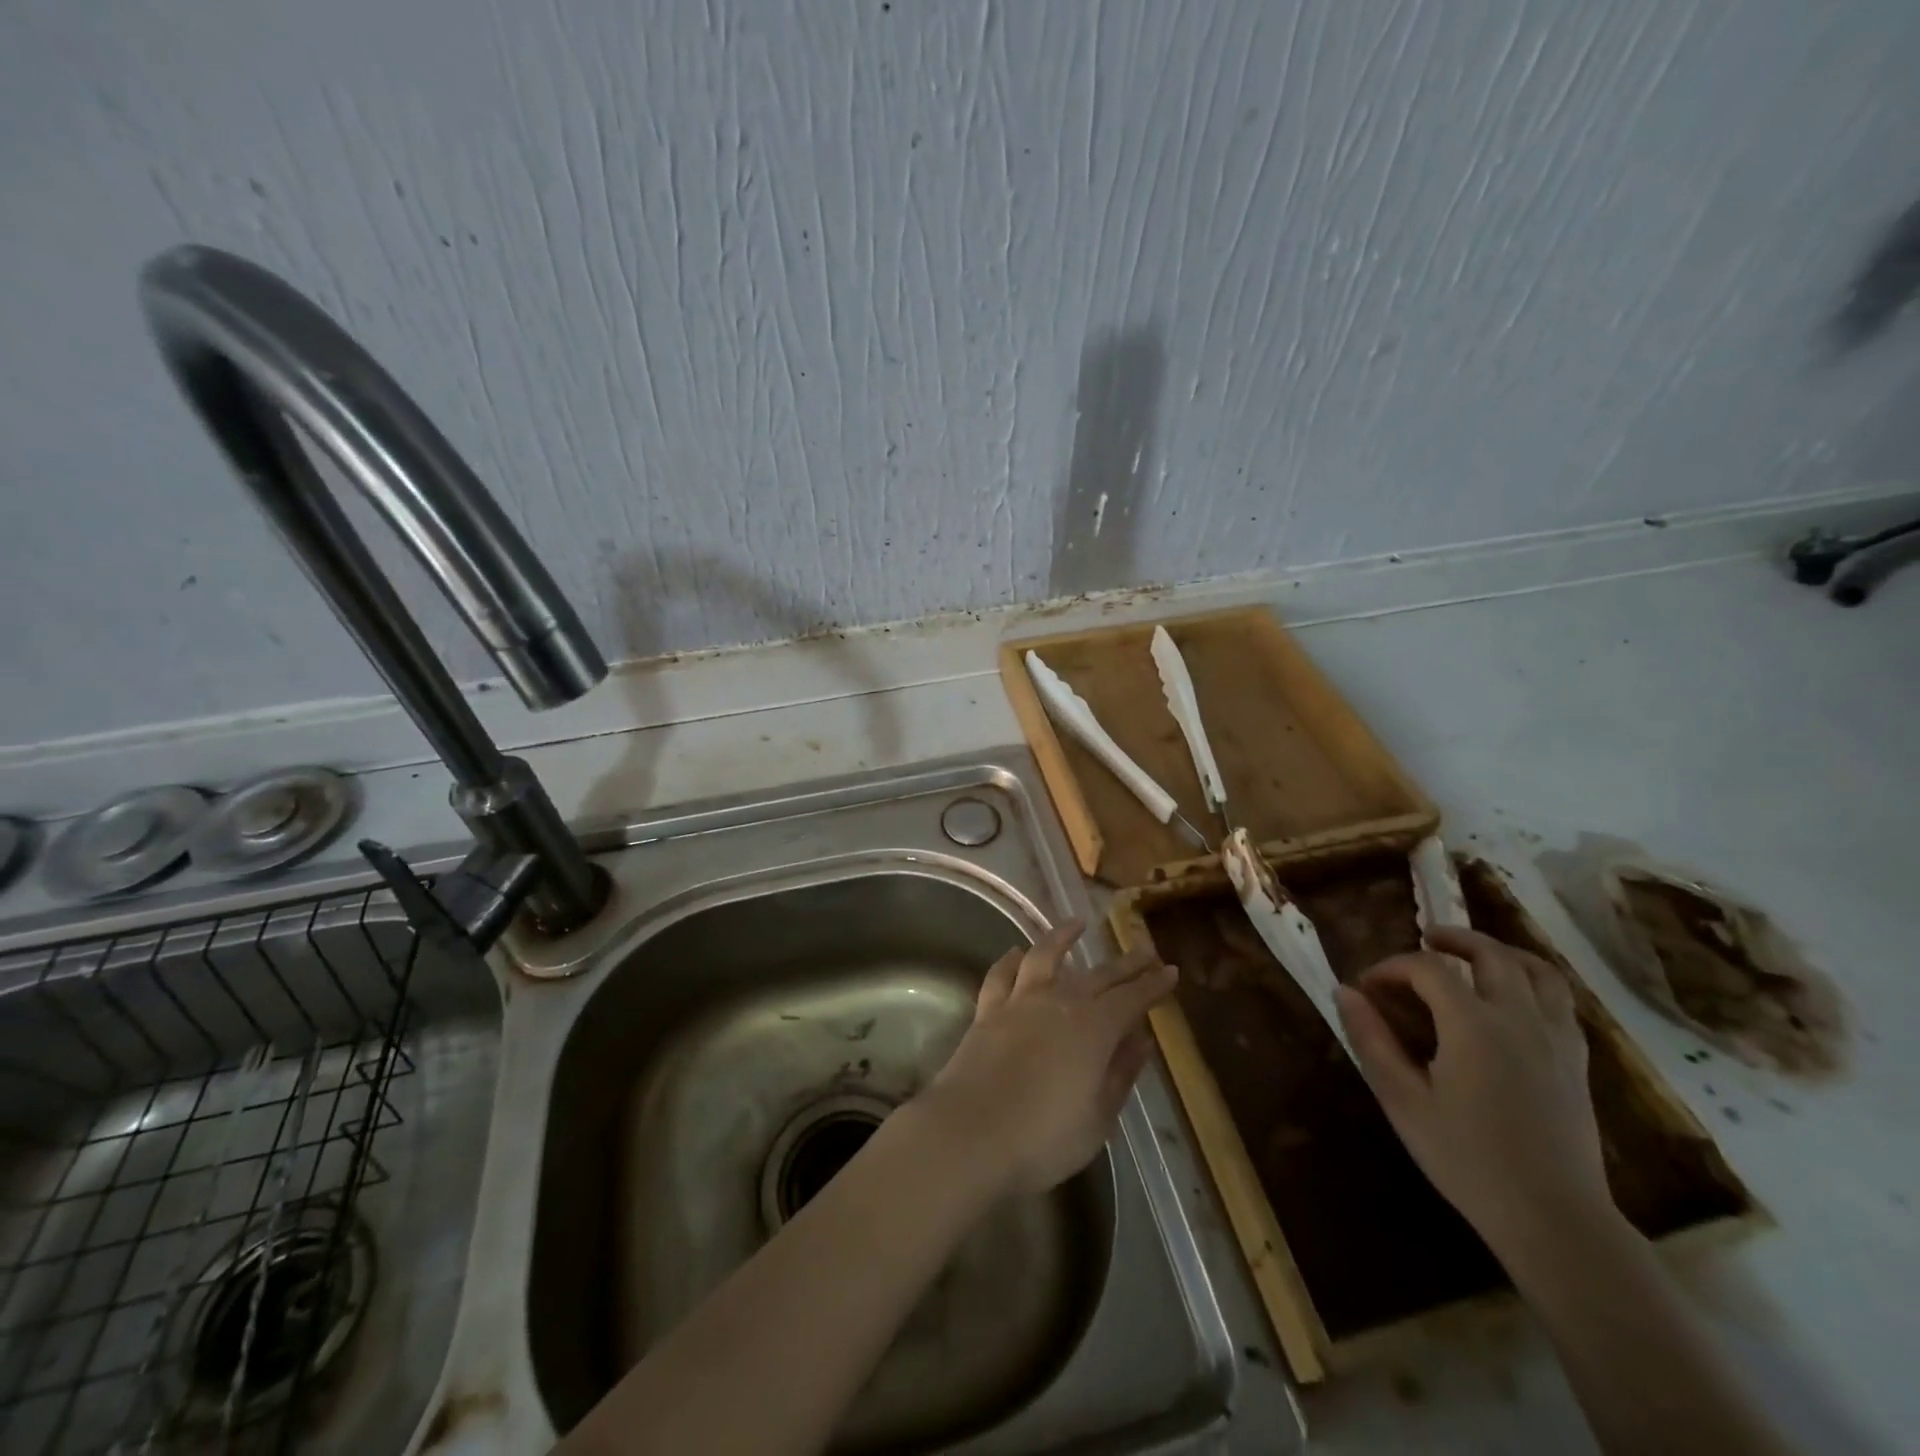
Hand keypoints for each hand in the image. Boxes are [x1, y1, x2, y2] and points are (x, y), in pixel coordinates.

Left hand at [919, 920, 1177, 1196]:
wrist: (970, 1133)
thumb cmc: (1043, 1138)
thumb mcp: (1098, 1118)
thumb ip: (1120, 1074)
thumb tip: (1141, 1040)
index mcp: (1094, 1028)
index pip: (1132, 998)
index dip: (1153, 985)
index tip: (1169, 971)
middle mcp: (1059, 1002)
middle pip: (1098, 975)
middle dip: (1124, 963)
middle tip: (1143, 950)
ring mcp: (1020, 1002)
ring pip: (1045, 957)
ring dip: (1063, 937)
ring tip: (1077, 924)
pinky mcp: (987, 1010)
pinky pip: (1001, 974)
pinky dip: (1011, 960)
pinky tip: (1017, 952)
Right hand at [1335, 925, 1613, 1263]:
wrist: (1553, 1219)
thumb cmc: (1467, 1158)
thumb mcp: (1403, 1100)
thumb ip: (1372, 1040)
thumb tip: (1345, 993)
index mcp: (1473, 1025)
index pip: (1428, 968)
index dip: (1392, 967)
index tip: (1367, 987)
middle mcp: (1520, 1019)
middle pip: (1490, 954)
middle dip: (1452, 939)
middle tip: (1424, 938)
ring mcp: (1556, 1040)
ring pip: (1537, 970)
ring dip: (1500, 952)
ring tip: (1473, 956)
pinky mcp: (1577, 1063)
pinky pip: (1560, 1002)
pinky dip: (1532, 982)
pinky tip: (1511, 1000)